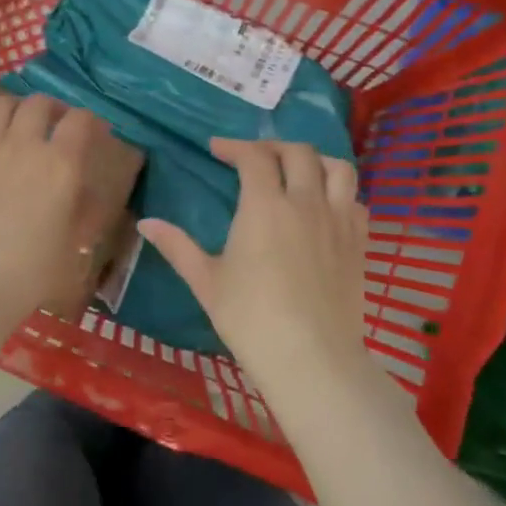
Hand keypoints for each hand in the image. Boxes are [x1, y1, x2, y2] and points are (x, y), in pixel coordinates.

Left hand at [0, 95, 114, 402]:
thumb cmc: (27, 274)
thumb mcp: (71, 249)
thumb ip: (85, 214)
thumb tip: (89, 194)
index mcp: (60, 164)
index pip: (80, 120)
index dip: (92, 121)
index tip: (96, 133)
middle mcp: (23, 143)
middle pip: (40, 103)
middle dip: (54, 109)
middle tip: (58, 125)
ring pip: (3, 104)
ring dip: (18, 109)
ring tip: (21, 126)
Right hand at [140, 138, 375, 414]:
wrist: (312, 359)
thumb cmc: (251, 319)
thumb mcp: (206, 281)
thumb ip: (177, 246)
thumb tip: (146, 223)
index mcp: (265, 206)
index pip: (254, 156)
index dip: (234, 146)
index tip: (217, 149)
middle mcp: (306, 202)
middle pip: (297, 152)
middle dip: (272, 146)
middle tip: (253, 157)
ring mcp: (339, 221)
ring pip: (338, 168)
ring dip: (314, 160)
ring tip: (297, 170)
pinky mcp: (360, 243)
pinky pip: (356, 200)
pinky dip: (340, 192)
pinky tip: (325, 206)